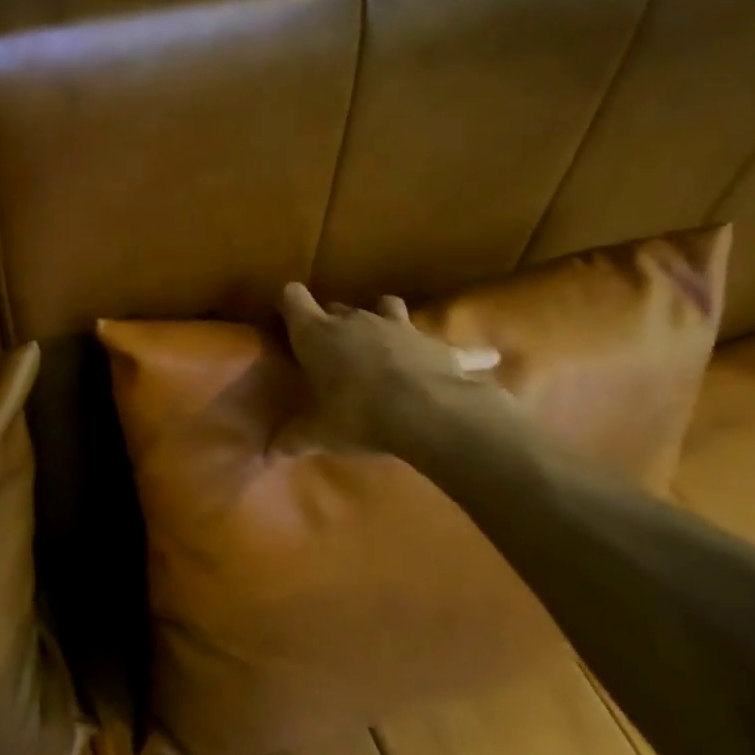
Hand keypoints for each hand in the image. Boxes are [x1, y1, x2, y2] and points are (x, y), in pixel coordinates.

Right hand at [278, 283, 524, 464]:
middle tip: (332, 349)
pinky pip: (456, 346)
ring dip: (384, 317)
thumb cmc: (359, 416)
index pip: (293, 299)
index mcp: (318, 334)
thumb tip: (267, 455)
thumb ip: (293, 440)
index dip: (289, 304)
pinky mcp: (438, 344)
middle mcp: (356, 320)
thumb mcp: (320, 434)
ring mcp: (400, 327)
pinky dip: (467, 354)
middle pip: (337, 307)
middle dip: (333, 322)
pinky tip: (487, 361)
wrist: (428, 413)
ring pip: (387, 306)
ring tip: (385, 341)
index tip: (287, 318)